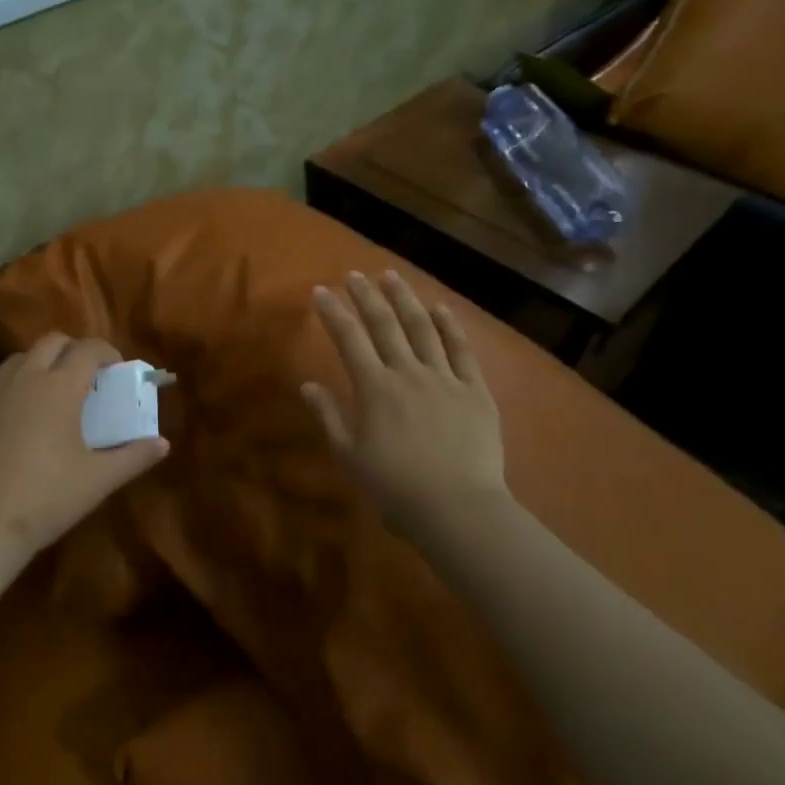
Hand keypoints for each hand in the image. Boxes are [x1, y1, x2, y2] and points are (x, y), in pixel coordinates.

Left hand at [0, 332, 169, 563]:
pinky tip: (19, 422)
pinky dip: (15, 389)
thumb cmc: (46, 498)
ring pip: (20, 358)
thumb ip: (134, 457)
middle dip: (74, 350)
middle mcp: (24, 378)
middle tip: (87, 378)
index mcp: (59, 387)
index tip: (117, 369)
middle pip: (52, 341)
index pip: (88, 348)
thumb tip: (163, 444)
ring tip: (53, 395)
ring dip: (42, 364)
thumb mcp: (98, 480)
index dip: (107, 352)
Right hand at [302, 271, 511, 535]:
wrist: (458, 510)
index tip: (321, 291)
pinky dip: (450, 326)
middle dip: (366, 296)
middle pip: (385, 325)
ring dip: (405, 299)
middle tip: (354, 275)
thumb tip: (308, 386)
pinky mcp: (475, 391)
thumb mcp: (350, 458)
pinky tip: (441, 308)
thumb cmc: (396, 489)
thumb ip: (329, 417)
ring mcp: (445, 379)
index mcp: (375, 389)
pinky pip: (462, 351)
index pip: (349, 339)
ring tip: (392, 276)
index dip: (333, 313)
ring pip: (422, 328)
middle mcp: (408, 373)